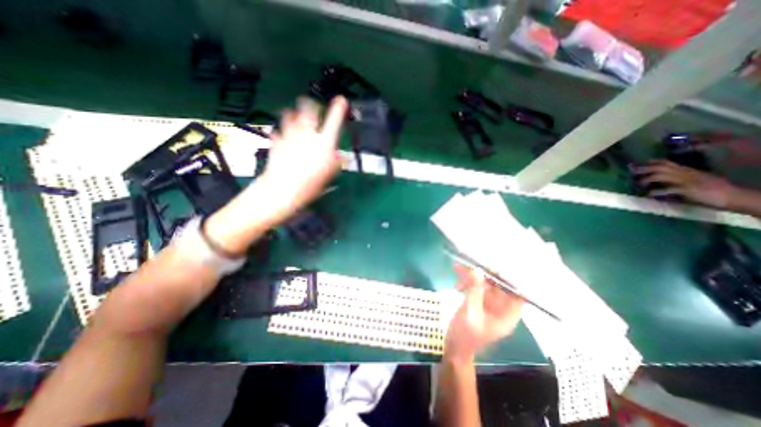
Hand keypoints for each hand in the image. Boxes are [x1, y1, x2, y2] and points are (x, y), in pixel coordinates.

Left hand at [256, 95, 350, 220]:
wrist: (283, 188)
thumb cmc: (311, 183)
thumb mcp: (330, 174)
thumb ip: (337, 162)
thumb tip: (341, 156)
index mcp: (324, 142)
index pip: (334, 120)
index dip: (339, 108)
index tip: (342, 100)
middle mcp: (307, 133)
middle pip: (307, 109)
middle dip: (310, 104)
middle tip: (311, 104)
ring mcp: (289, 135)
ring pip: (290, 114)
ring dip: (294, 113)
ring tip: (295, 115)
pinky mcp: (276, 141)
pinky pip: (278, 130)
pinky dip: (281, 131)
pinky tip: (282, 135)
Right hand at [448, 265, 523, 364]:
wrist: (454, 348)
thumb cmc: (465, 335)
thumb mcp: (470, 312)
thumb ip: (474, 291)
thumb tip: (477, 270)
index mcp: (507, 316)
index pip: (517, 295)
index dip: (512, 280)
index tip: (500, 267)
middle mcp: (501, 309)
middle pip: (498, 287)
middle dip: (485, 274)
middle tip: (472, 263)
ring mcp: (488, 306)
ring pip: (484, 285)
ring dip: (472, 277)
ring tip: (458, 268)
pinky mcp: (478, 303)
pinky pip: (475, 289)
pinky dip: (467, 284)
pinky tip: (456, 283)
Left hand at [638, 159, 737, 206]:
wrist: (734, 196)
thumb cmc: (713, 189)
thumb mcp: (695, 180)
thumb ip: (678, 179)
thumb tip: (661, 182)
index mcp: (686, 170)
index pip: (666, 163)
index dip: (650, 163)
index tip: (636, 164)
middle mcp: (685, 173)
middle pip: (660, 167)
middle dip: (644, 169)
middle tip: (631, 171)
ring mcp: (686, 180)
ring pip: (661, 176)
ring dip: (647, 179)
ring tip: (640, 185)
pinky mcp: (688, 190)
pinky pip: (667, 189)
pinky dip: (655, 192)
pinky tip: (648, 195)